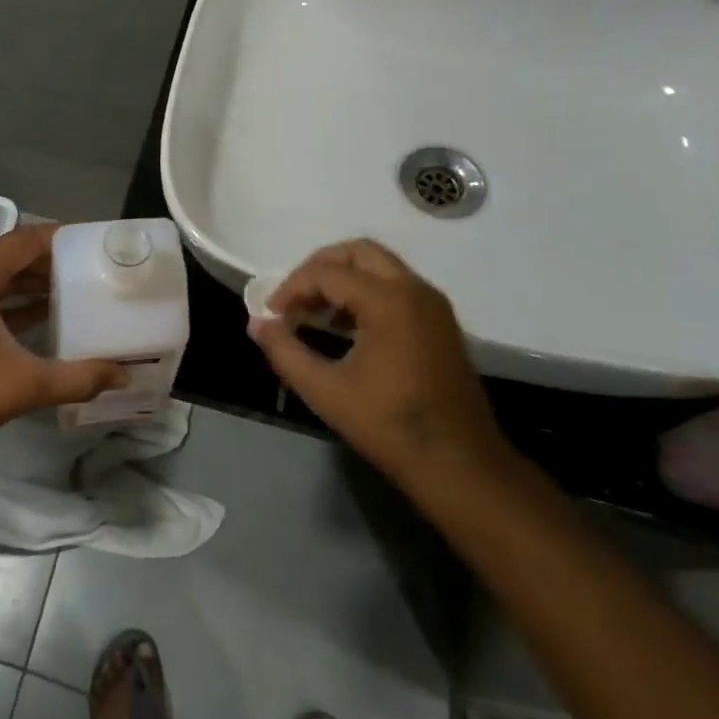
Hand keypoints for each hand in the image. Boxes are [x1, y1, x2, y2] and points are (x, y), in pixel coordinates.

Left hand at [0, 223, 127, 465]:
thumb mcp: (23, 385)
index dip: (61, 238)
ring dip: (30, 283)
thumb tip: (123, 374)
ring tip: (75, 291)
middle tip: (92, 270)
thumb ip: (77, 378)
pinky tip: (42, 316)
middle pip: (10, 256)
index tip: (95, 243)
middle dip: (51, 263)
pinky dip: (9, 301)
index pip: (24, 241)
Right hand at [247, 239, 510, 487]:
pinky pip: (396, 286)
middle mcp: (414, 290)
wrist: (460, 466)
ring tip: (314, 313)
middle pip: (358, 252)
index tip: (270, 315)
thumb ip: (284, 351)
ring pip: (379, 266)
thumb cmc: (389, 426)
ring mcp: (432, 304)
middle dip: (319, 268)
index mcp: (389, 301)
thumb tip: (257, 324)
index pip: (327, 272)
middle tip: (293, 298)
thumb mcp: (325, 391)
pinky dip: (366, 292)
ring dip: (343, 279)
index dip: (291, 288)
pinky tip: (345, 328)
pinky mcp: (440, 322)